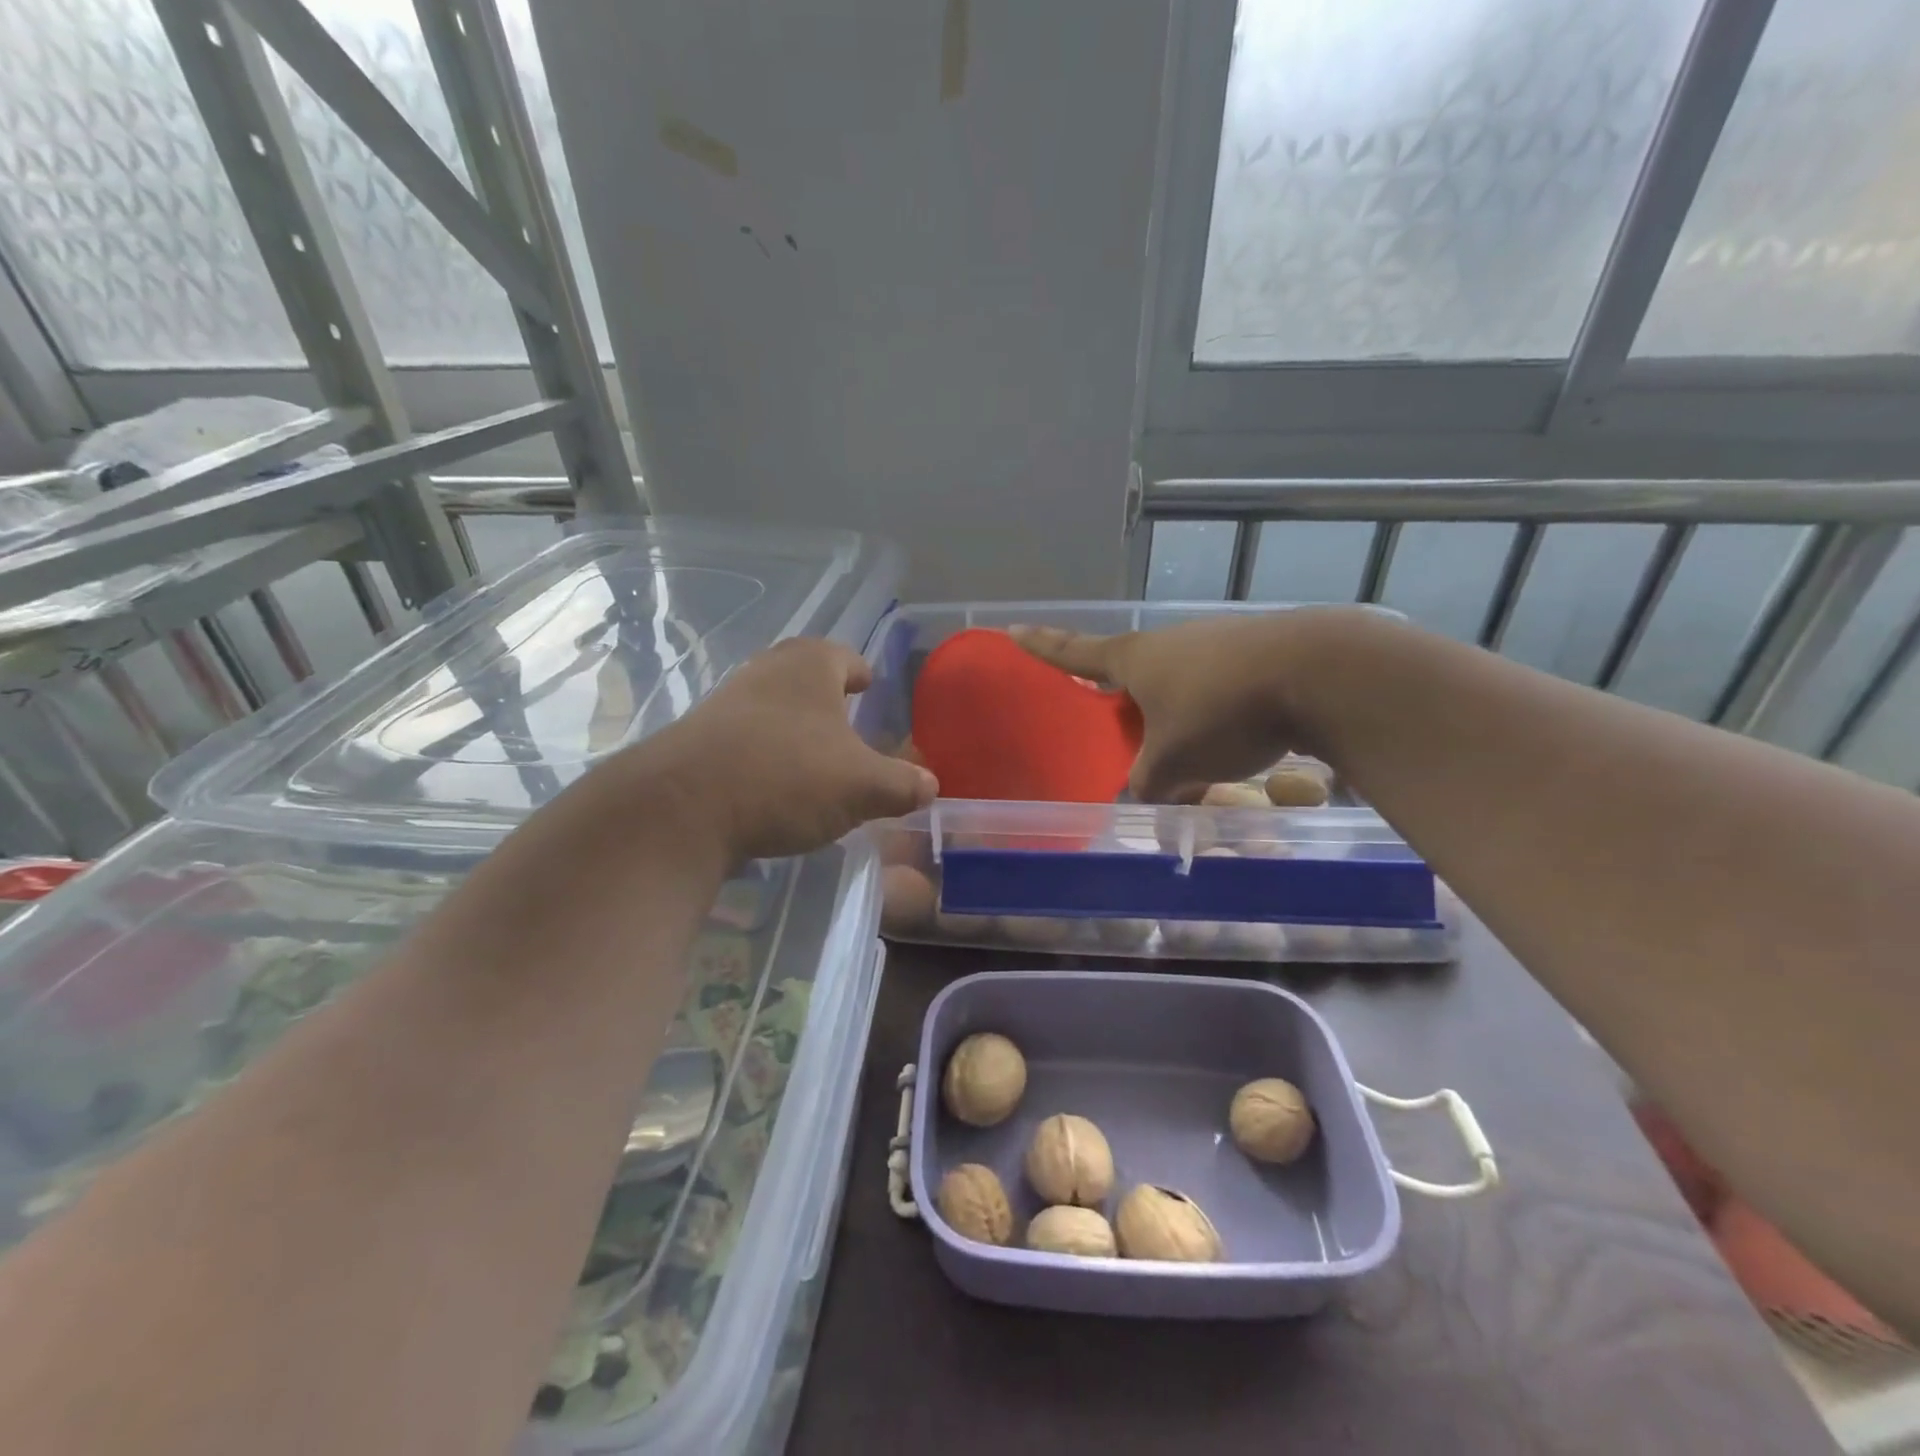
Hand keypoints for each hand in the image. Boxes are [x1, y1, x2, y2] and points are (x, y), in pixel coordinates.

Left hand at [615, 638, 937, 862]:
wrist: (684, 807)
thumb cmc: (788, 777)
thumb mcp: (863, 787)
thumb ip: (902, 785)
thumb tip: (930, 785)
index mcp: (811, 666)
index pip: (845, 657)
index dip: (861, 671)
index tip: (869, 685)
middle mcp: (766, 671)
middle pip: (803, 674)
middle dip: (825, 696)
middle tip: (846, 719)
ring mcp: (726, 701)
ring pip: (772, 704)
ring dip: (792, 724)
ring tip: (813, 754)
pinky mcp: (698, 737)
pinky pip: (744, 736)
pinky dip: (763, 751)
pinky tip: (772, 782)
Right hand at [1009, 612, 1358, 801]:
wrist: (1321, 672)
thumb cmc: (1222, 711)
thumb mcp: (1173, 764)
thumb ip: (1149, 784)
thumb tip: (1149, 792)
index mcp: (1135, 659)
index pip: (1074, 651)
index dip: (1042, 646)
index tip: (1013, 630)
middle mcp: (1171, 644)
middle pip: (1136, 677)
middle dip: (1131, 708)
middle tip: (1133, 741)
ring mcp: (1218, 643)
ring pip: (1184, 690)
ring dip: (1184, 722)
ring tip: (1202, 763)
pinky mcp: (1260, 653)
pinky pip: (1225, 691)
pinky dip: (1224, 720)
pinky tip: (1245, 749)